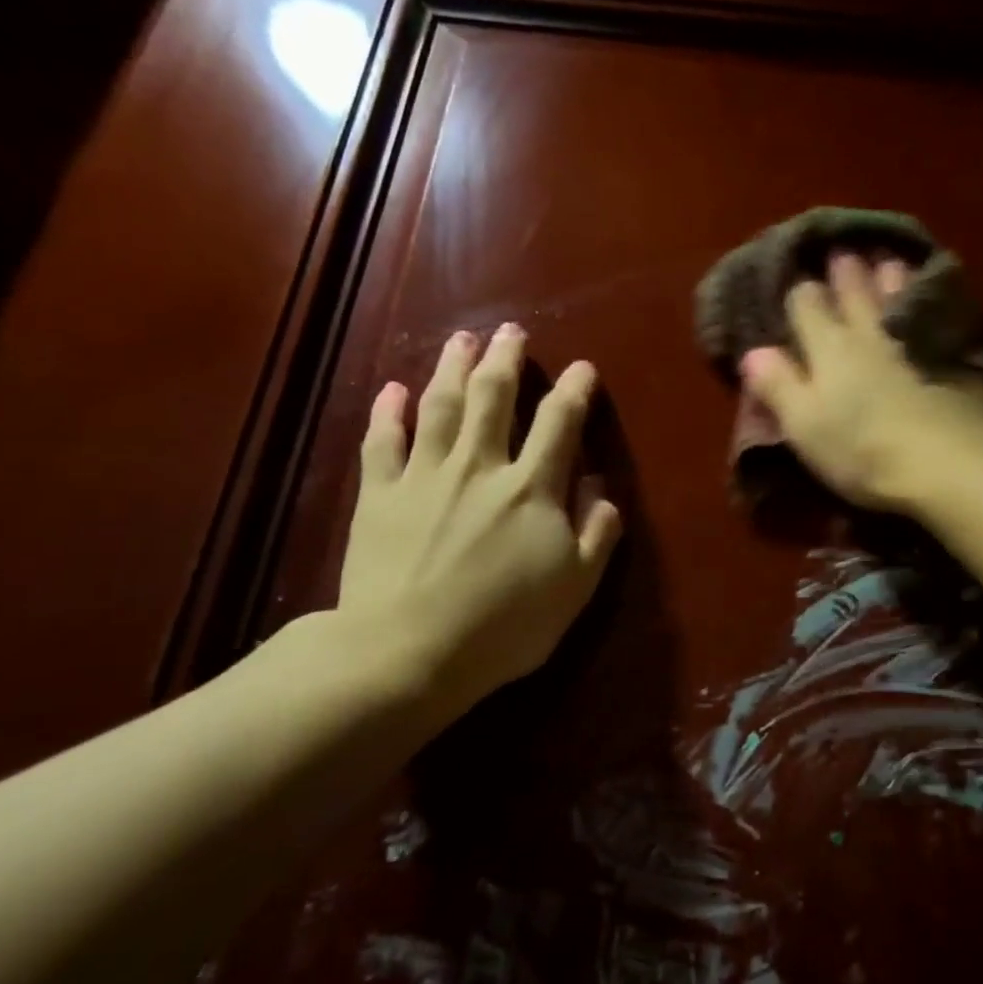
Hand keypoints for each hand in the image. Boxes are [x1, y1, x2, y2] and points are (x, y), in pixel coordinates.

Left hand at [336, 322, 622, 716]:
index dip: (573, 390)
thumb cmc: (502, 626)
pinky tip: (393, 390)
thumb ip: (596, 536)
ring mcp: (424, 476)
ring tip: (461, 340)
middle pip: (494, 398)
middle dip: (505, 360)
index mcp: (531, 488)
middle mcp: (479, 467)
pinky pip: (382, 441)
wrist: (407, 652)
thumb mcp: (573, 589)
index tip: (582, 367)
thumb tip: (604, 492)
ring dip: (452, 368)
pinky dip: (388, 412)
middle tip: (510, 331)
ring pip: (440, 406)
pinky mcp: (378, 495)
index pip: (559, 423)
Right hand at [741, 253, 982, 512]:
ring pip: (900, 299)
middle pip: (855, 294)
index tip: (799, 286)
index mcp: (829, 348)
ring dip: (891, 280)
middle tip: (844, 256)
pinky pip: (940, 321)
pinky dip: (933, 307)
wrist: (945, 464)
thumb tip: (753, 352)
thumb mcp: (803, 425)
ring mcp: (917, 342)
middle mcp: (871, 334)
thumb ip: (778, 386)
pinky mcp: (956, 359)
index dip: (800, 295)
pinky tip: (938, 307)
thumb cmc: (860, 450)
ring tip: (889, 264)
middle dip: (846, 275)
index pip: (807, 306)